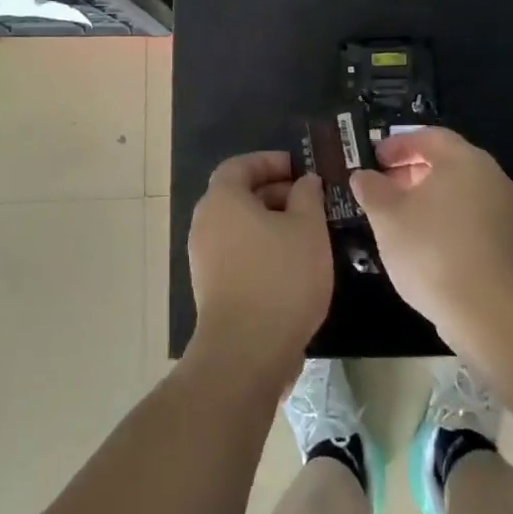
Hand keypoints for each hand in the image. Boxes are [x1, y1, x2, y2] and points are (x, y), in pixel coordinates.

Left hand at [187, 151, 332, 388]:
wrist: (247, 351)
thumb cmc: (280, 277)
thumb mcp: (308, 228)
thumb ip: (307, 196)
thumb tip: (304, 182)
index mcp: (222, 199)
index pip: (240, 165)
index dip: (269, 162)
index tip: (298, 169)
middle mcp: (205, 223)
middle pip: (238, 195)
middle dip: (274, 193)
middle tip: (309, 201)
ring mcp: (204, 258)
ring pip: (239, 227)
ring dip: (270, 224)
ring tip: (306, 234)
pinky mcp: (211, 288)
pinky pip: (237, 254)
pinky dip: (261, 249)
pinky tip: (292, 266)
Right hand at [351, 128, 512, 342]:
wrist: (490, 312)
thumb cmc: (432, 251)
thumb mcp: (387, 217)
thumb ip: (371, 189)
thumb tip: (363, 176)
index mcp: (463, 160)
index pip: (429, 137)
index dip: (398, 144)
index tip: (373, 159)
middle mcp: (490, 176)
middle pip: (446, 162)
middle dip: (410, 171)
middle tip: (381, 187)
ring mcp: (504, 210)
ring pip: (458, 191)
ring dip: (427, 197)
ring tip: (397, 218)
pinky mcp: (508, 242)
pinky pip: (470, 217)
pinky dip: (445, 219)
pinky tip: (423, 243)